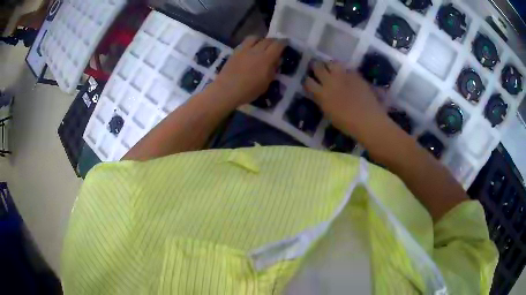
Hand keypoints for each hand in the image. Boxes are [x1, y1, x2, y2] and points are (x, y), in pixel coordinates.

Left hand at [212, 36, 285, 107]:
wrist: (227, 90)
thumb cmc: (249, 90)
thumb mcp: (266, 83)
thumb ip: (272, 70)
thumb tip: (276, 61)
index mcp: (267, 58)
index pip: (278, 45)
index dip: (284, 43)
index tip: (286, 44)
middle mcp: (256, 50)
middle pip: (267, 40)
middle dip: (273, 41)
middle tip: (275, 46)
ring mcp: (244, 49)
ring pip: (255, 37)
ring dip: (261, 39)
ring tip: (261, 45)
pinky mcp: (235, 51)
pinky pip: (245, 42)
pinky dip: (251, 43)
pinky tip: (250, 49)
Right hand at [304, 61, 389, 141]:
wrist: (368, 120)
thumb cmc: (348, 124)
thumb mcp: (329, 114)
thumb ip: (323, 101)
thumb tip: (320, 95)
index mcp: (321, 94)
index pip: (308, 82)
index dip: (308, 81)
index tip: (310, 83)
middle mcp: (330, 81)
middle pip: (317, 67)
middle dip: (316, 67)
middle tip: (318, 69)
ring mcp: (343, 76)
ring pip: (331, 63)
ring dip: (330, 66)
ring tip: (333, 69)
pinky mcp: (355, 75)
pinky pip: (347, 68)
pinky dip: (345, 71)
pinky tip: (348, 76)